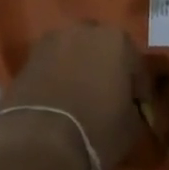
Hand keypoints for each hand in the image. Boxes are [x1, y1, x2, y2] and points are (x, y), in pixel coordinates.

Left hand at [0, 22, 148, 169]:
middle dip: (107, 68)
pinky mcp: (29, 56)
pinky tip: (60, 99)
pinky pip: (52, 64)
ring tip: (81, 97)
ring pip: (74, 52)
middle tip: (108, 97)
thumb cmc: (96, 129)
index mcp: (117, 40)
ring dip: (80, 68)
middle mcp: (84, 29)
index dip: (138, 89)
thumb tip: (127, 108)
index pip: (136, 64)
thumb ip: (133, 108)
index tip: (138, 109)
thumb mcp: (131, 127)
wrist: (40, 140)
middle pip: (103, 48)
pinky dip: (58, 76)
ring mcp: (53, 40)